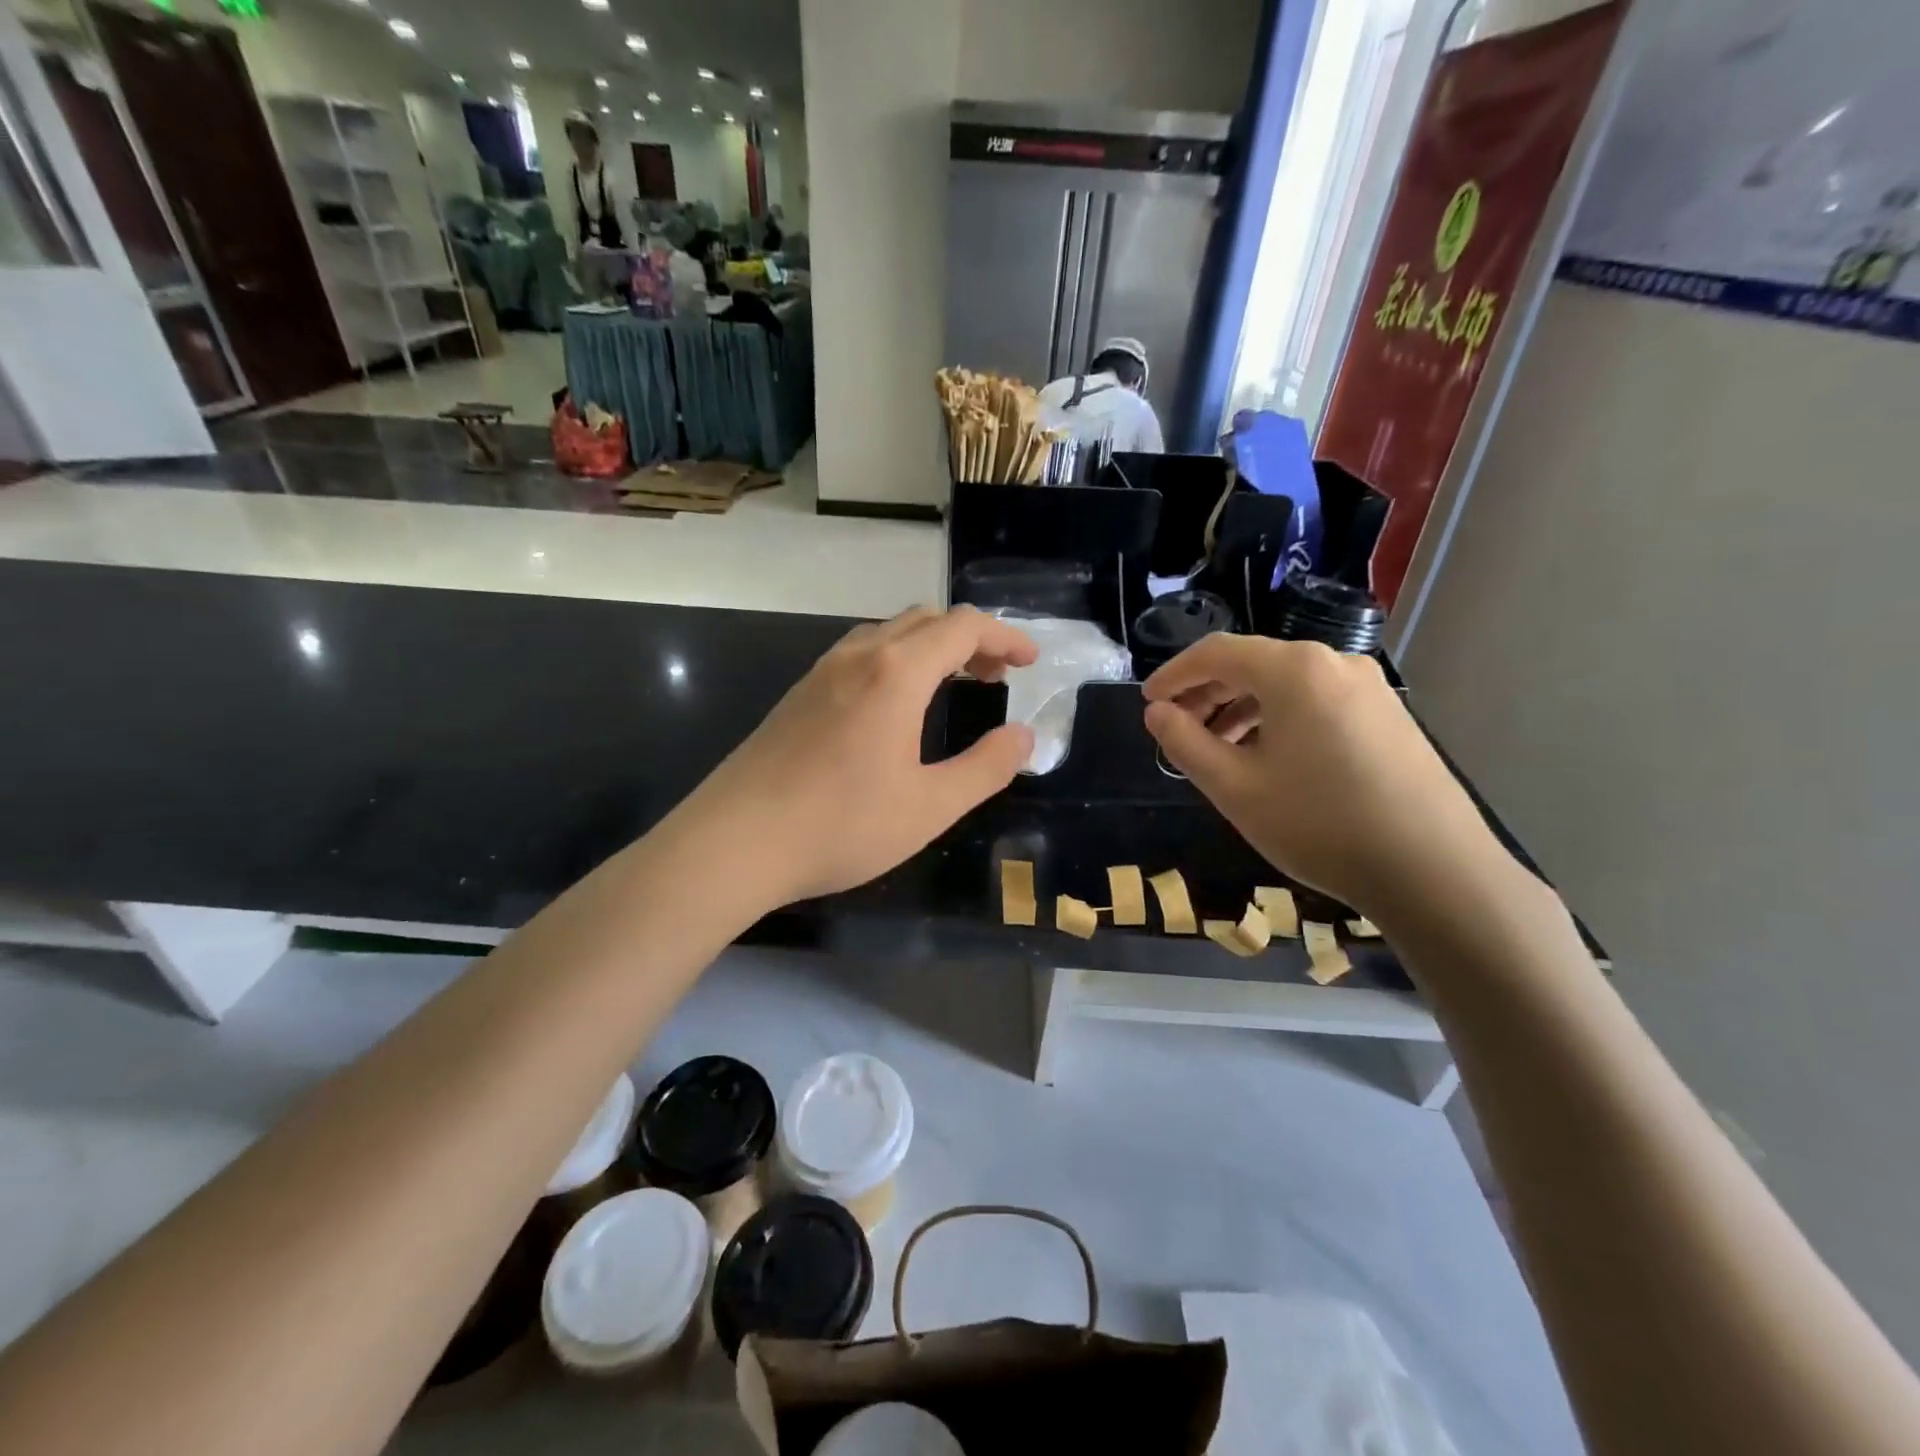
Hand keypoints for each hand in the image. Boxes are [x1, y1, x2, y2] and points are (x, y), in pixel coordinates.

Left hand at [687, 606, 1037, 905]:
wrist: (734, 842)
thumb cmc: (840, 825)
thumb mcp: (929, 807)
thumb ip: (985, 768)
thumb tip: (1023, 737)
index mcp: (896, 673)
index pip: (963, 627)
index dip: (1005, 636)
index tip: (1030, 661)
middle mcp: (859, 657)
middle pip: (926, 620)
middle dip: (971, 638)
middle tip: (998, 675)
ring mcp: (821, 672)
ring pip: (889, 634)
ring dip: (931, 647)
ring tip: (955, 682)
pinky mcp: (799, 694)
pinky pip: (861, 655)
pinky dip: (898, 660)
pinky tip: (897, 704)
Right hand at [1142, 635, 1511, 917]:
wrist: (1435, 871)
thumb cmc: (1319, 825)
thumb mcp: (1234, 787)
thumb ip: (1185, 742)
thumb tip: (1158, 713)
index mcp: (1294, 669)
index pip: (1216, 652)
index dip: (1174, 675)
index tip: (1147, 703)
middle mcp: (1335, 664)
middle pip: (1253, 664)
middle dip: (1206, 694)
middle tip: (1176, 730)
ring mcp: (1369, 689)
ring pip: (1286, 686)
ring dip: (1241, 709)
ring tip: (1217, 751)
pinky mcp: (1389, 717)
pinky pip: (1317, 703)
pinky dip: (1279, 720)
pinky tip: (1268, 760)